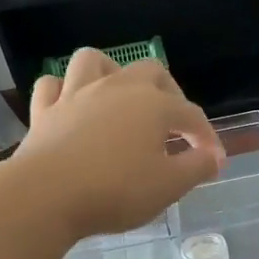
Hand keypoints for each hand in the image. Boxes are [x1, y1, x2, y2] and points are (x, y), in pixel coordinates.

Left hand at [13, 48, 223, 239]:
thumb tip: (214, 157)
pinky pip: (53, 86)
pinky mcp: (44, 111)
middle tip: (173, 123)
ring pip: (95, 62)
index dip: (206, 137)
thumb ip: (197, 167)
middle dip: (168, 92)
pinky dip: (65, 91)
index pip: (191, 114)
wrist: (46, 196)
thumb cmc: (116, 191)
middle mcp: (116, 88)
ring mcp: (76, 95)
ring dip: (112, 73)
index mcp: (153, 105)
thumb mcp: (169, 186)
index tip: (213, 161)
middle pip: (150, 72)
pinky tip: (73, 106)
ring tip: (120, 98)